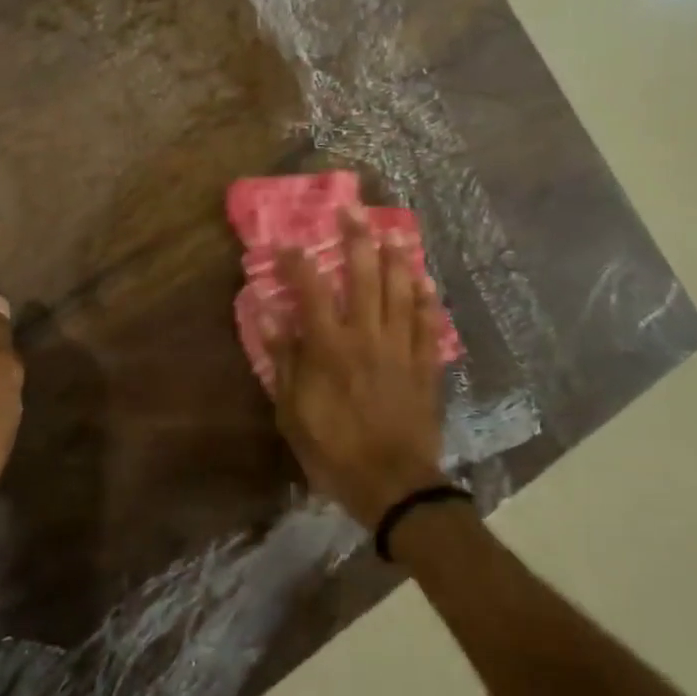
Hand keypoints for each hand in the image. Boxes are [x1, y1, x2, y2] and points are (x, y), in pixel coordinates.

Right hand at [263, 208, 448, 526]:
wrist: (393, 484)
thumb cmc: (333, 450)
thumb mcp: (292, 412)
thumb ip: (284, 361)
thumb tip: (269, 317)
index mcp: (329, 346)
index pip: (311, 290)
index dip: (297, 262)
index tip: (287, 242)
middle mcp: (367, 336)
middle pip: (364, 277)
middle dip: (357, 240)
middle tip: (353, 211)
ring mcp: (401, 348)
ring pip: (400, 292)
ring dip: (396, 259)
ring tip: (393, 232)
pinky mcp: (425, 365)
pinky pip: (427, 324)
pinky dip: (426, 299)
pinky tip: (425, 280)